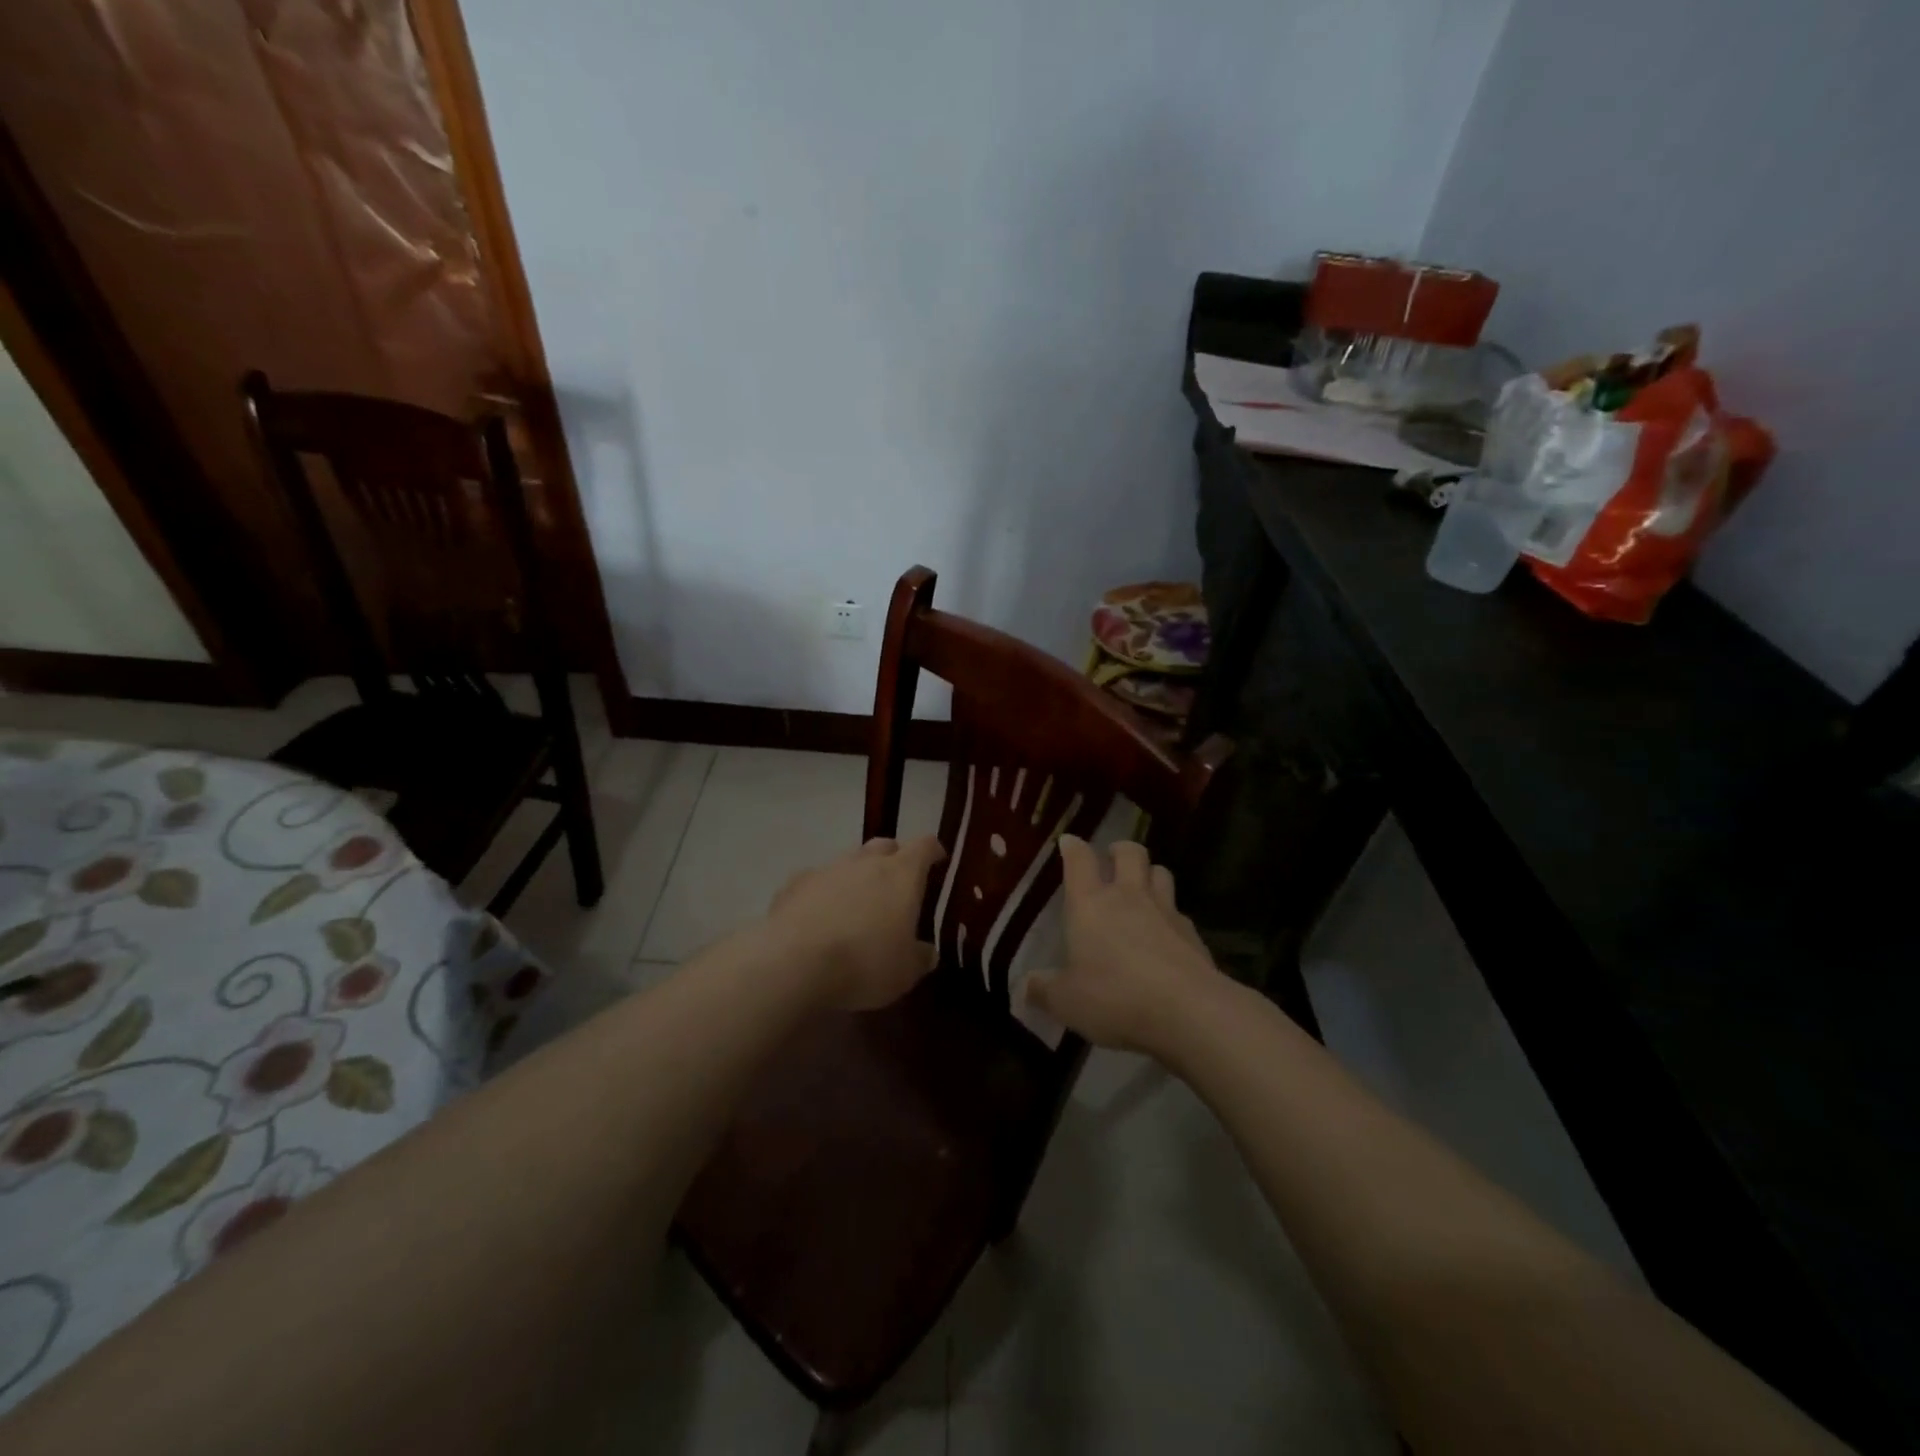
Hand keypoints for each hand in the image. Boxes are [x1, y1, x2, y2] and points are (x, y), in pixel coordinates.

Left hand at [763, 835, 947, 1010]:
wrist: (794, 962)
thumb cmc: (864, 963)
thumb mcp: (905, 972)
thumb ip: (920, 957)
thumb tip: (927, 952)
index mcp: (901, 874)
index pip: (924, 846)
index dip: (933, 851)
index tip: (938, 859)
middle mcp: (866, 862)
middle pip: (885, 846)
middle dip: (894, 858)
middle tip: (897, 883)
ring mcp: (828, 868)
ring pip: (849, 861)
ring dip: (857, 875)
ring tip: (857, 903)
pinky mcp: (795, 883)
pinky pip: (817, 880)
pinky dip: (824, 892)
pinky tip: (820, 915)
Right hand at [1025, 836, 1222, 1053]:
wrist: (1188, 1010)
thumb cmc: (1114, 997)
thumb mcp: (1066, 1001)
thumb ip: (1044, 990)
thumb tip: (1025, 986)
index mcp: (1089, 904)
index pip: (1079, 860)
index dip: (1073, 847)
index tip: (1069, 842)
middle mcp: (1128, 896)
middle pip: (1129, 852)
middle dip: (1119, 850)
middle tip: (1112, 859)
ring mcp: (1165, 910)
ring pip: (1160, 872)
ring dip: (1150, 873)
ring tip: (1142, 886)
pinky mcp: (1192, 933)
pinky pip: (1179, 910)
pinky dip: (1171, 914)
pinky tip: (1166, 933)